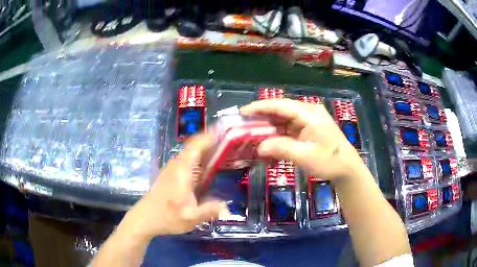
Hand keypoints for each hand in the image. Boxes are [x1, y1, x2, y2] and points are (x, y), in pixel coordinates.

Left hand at [122, 134, 227, 237]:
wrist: (145, 218)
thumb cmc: (167, 216)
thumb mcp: (191, 217)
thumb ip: (210, 210)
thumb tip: (228, 207)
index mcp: (182, 170)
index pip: (195, 146)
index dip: (209, 136)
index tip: (224, 131)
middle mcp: (176, 165)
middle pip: (193, 146)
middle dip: (210, 141)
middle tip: (229, 142)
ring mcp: (171, 169)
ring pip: (189, 153)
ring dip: (204, 149)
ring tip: (222, 152)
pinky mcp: (169, 174)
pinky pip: (186, 160)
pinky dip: (198, 158)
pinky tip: (206, 169)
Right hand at [241, 99, 362, 180]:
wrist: (347, 169)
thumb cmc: (330, 161)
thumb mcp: (306, 156)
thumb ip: (281, 148)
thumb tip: (259, 147)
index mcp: (309, 113)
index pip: (280, 106)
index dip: (260, 107)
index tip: (242, 112)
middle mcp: (307, 113)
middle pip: (280, 111)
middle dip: (261, 119)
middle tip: (243, 126)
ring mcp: (308, 121)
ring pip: (282, 121)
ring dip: (269, 129)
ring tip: (252, 136)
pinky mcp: (307, 130)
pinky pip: (288, 130)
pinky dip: (277, 137)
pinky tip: (268, 146)